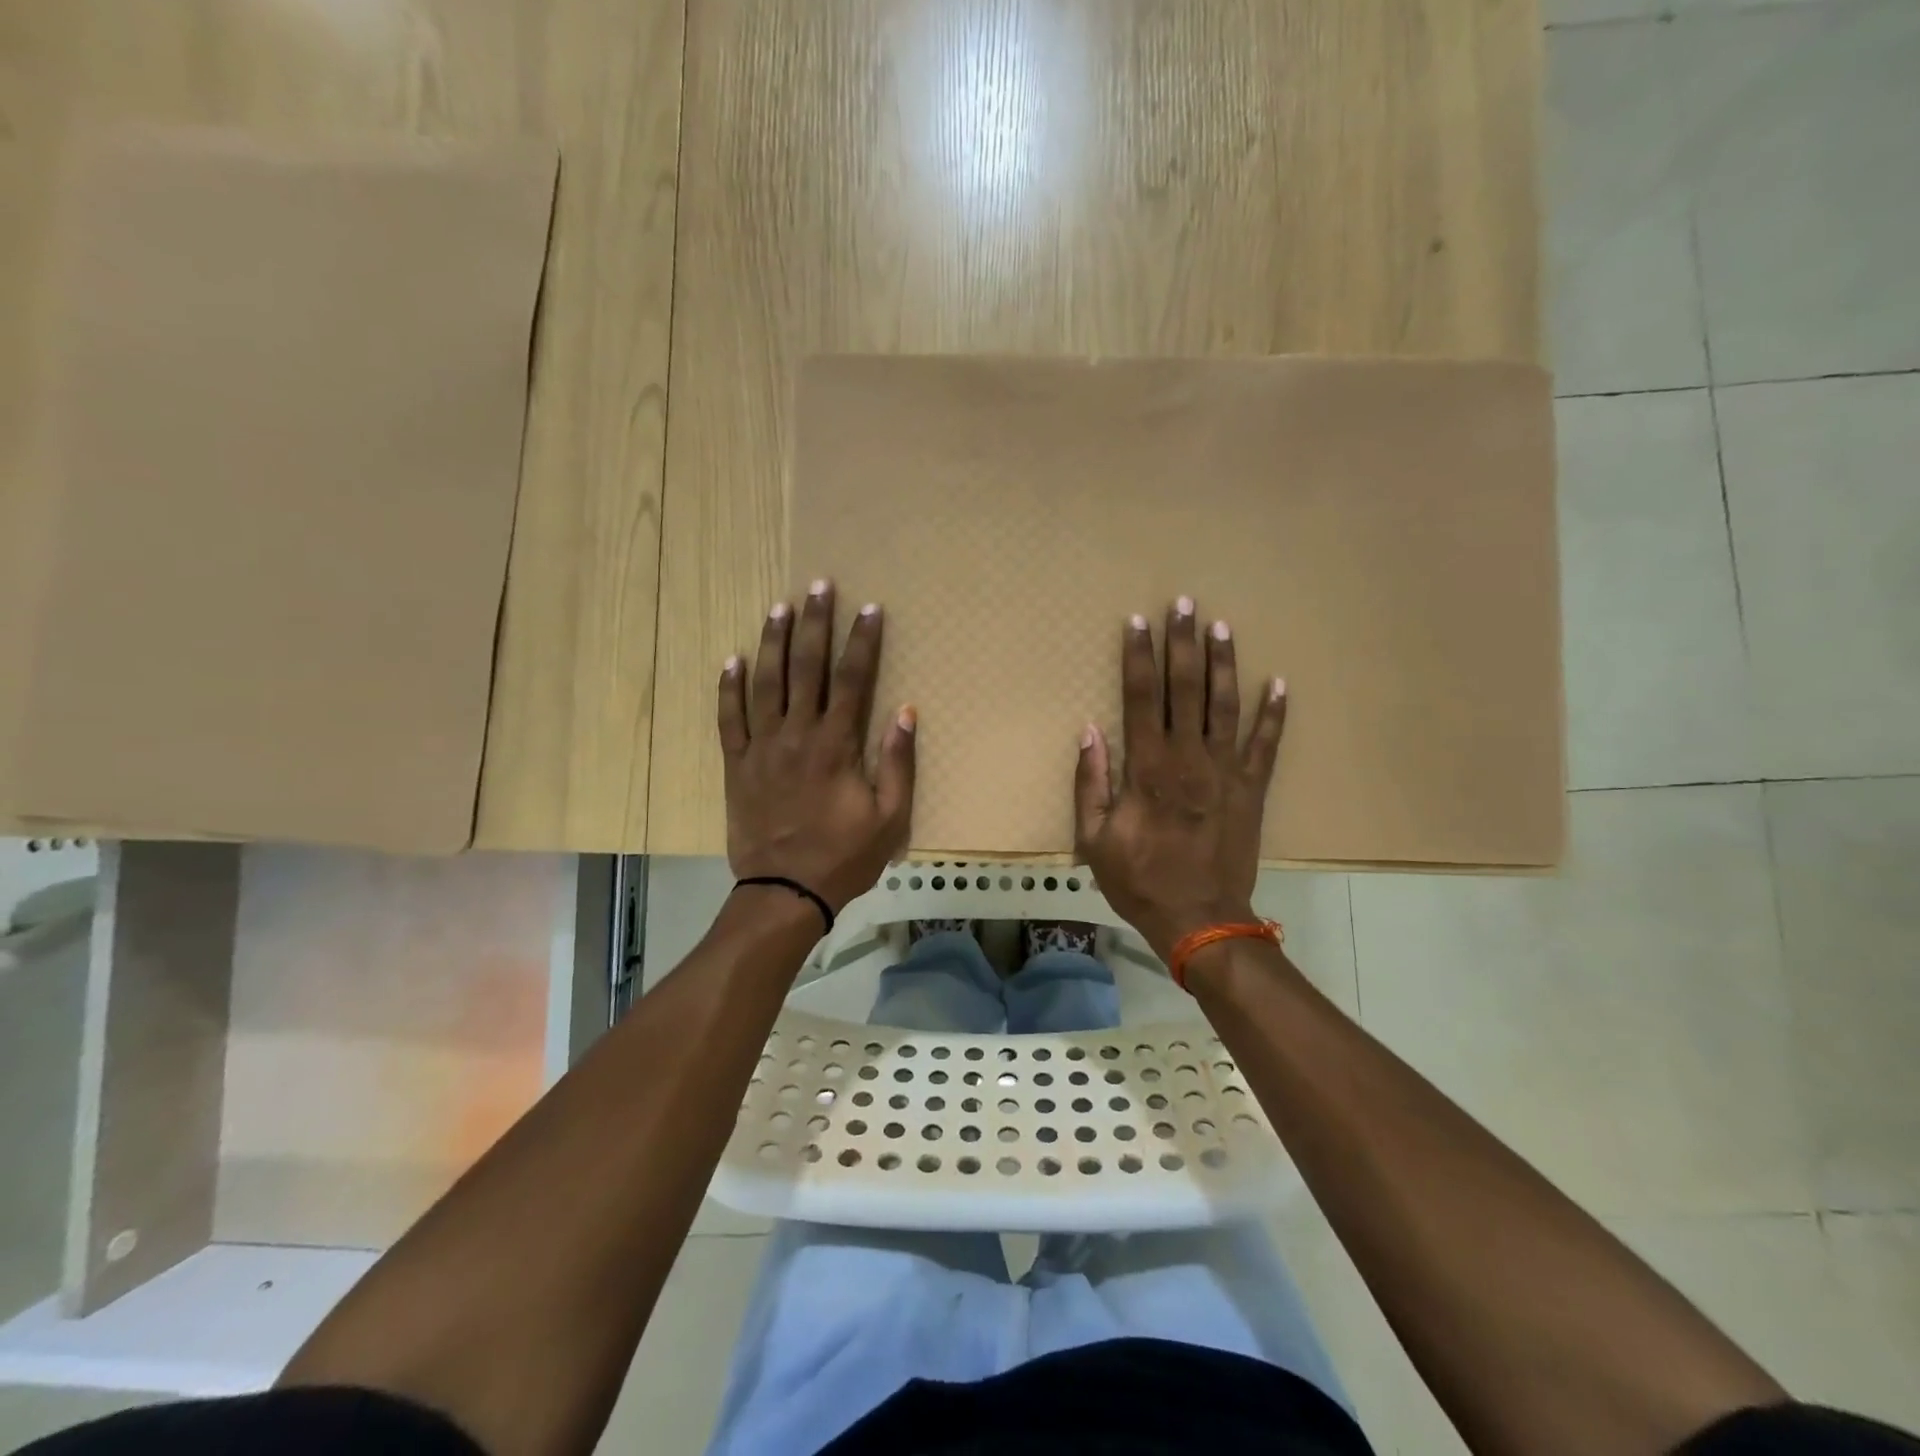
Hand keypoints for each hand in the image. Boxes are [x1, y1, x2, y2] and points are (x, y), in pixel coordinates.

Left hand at [718, 580, 916, 914]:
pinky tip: (733, 659)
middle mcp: (797, 735)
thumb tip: (906, 711)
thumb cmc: (844, 856)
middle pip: (806, 668)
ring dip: (773, 642)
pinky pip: (729, 718)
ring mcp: (761, 747)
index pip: (853, 680)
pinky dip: (729, 687)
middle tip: (819, 586)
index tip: (870, 608)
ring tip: (780, 607)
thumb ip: (897, 762)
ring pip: (765, 683)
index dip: (862, 641)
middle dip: (815, 624)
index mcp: (836, 745)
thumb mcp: (890, 817)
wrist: (786, 891)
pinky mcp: (736, 765)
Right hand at [1074, 597, 1286, 959]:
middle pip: (1186, 689)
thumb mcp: (1094, 839)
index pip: (1141, 698)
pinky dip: (1273, 713)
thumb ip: (1091, 783)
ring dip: (1223, 663)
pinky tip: (1278, 682)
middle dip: (1183, 644)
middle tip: (1184, 604)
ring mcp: (1226, 771)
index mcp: (1148, 768)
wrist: (1199, 919)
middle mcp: (1189, 758)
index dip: (1138, 657)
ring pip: (1225, 705)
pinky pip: (1266, 744)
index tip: (1138, 622)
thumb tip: (1089, 732)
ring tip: (1221, 626)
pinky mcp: (1253, 789)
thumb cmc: (1139, 879)